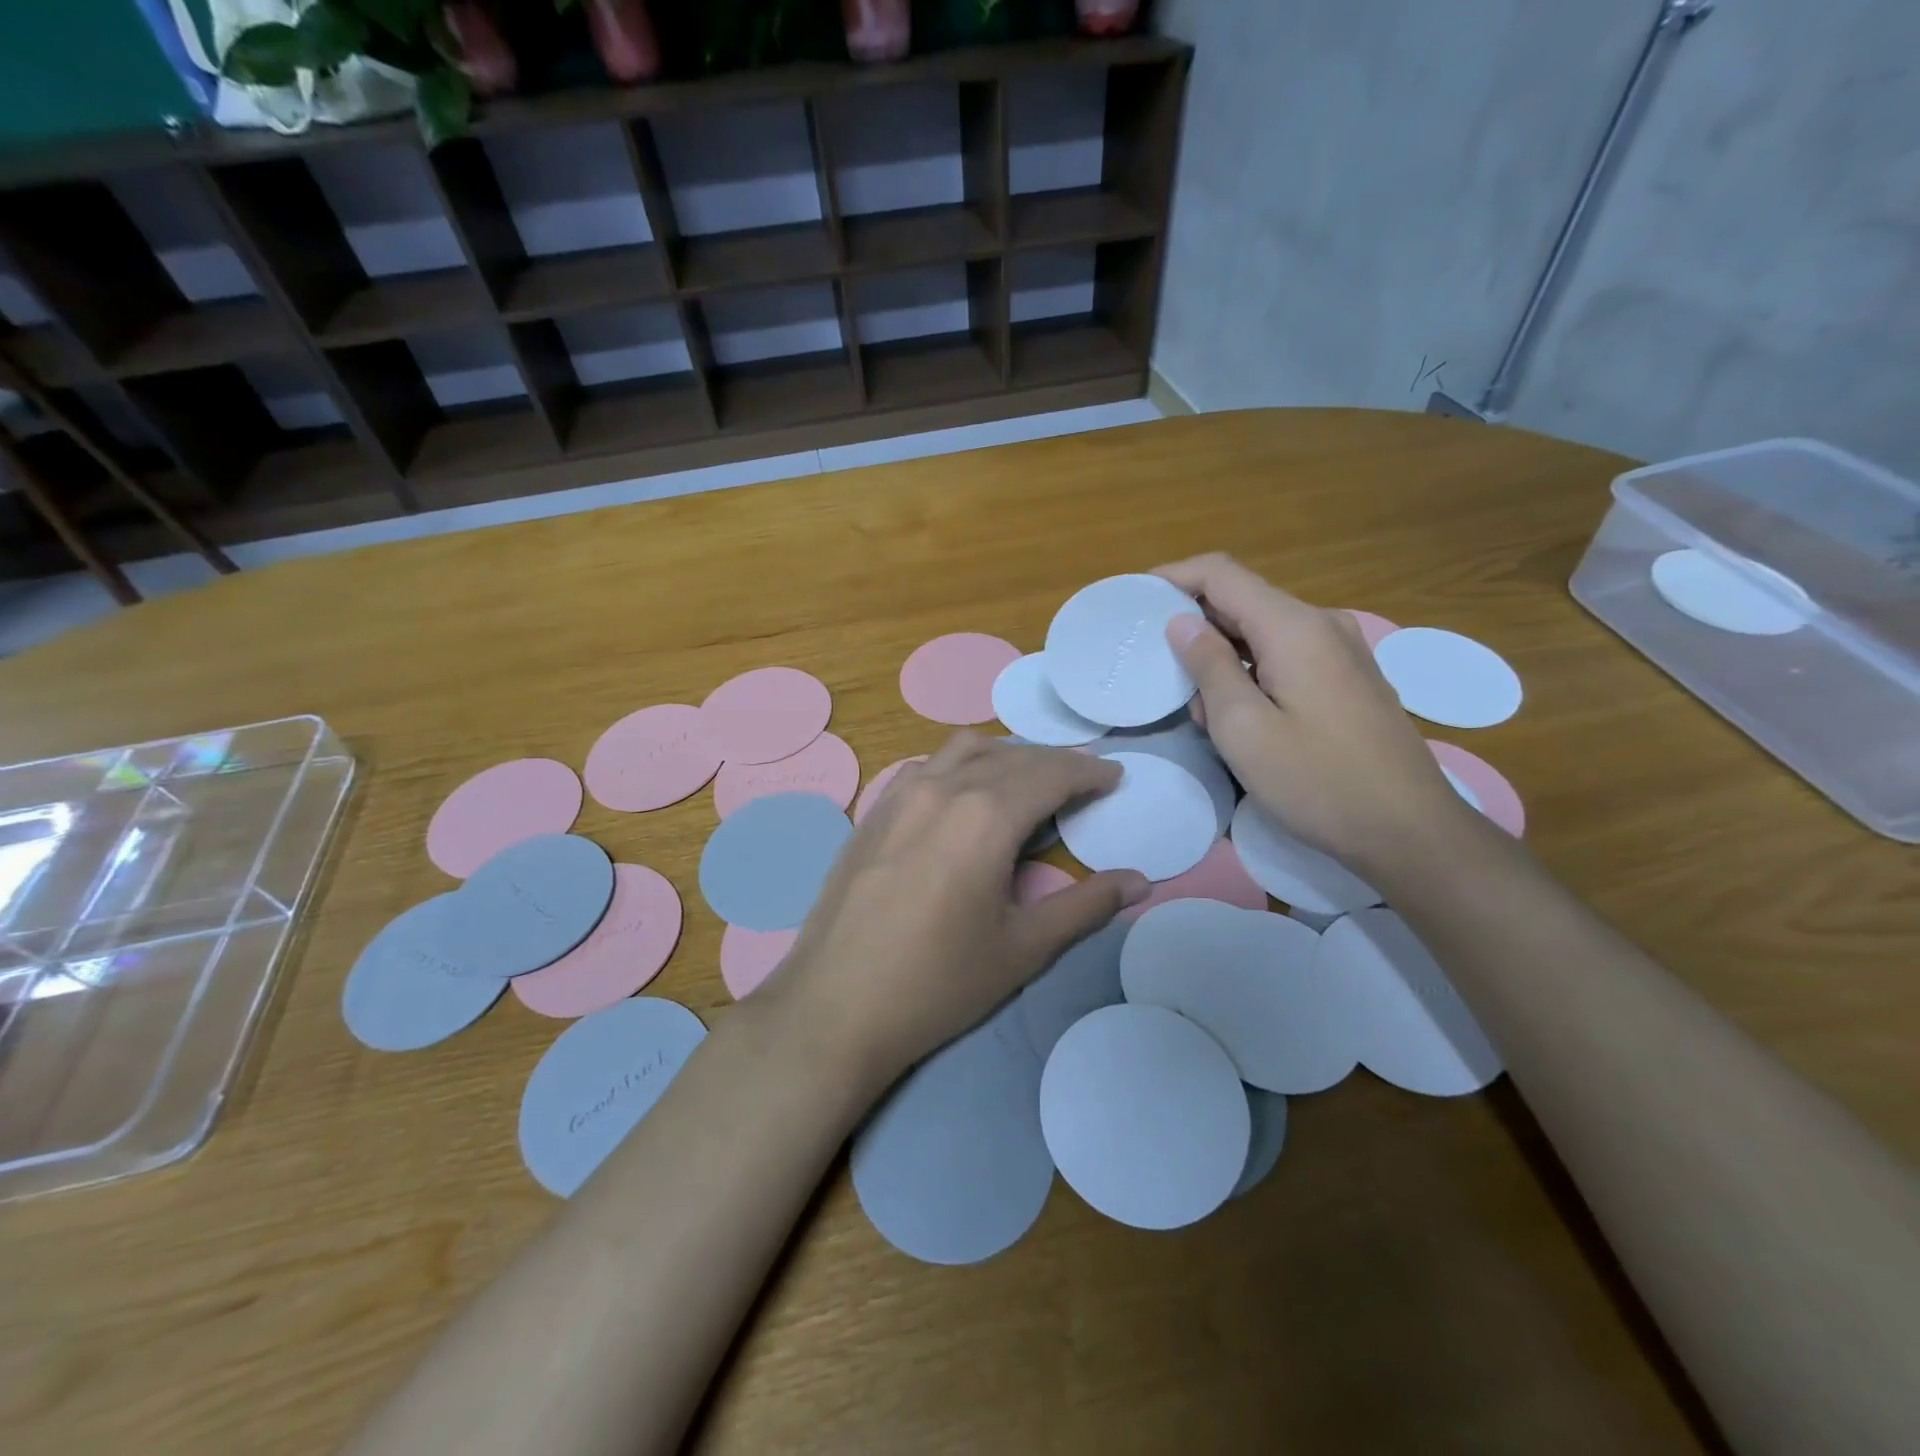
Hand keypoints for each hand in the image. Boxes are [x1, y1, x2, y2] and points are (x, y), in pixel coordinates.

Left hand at [757, 733, 1149, 1088]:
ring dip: (1006, 756)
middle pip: (1012, 757)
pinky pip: (926, 767)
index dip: (1089, 772)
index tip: (1114, 777)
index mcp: (985, 816)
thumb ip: (1085, 907)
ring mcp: (900, 795)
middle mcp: (942, 788)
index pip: (1051, 774)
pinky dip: (960, 766)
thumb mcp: (1022, 949)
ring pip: (964, 750)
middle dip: (1055, 763)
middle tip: (1084, 782)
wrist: (834, 1007)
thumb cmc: (937, 984)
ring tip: (1028, 783)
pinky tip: (963, 796)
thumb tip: (1139, 881)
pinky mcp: (873, 812)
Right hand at [1154, 552, 1479, 876]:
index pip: (1221, 574)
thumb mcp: (1244, 729)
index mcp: (1294, 627)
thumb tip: (1182, 622)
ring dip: (1221, 657)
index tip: (1133, 598)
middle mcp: (1321, 624)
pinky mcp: (1348, 678)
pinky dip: (1250, 672)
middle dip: (1194, 626)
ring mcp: (1341, 650)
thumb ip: (1209, 667)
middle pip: (1242, 600)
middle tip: (1157, 667)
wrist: (1409, 830)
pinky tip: (1238, 717)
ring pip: (1262, 633)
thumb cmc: (1317, 781)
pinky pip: (1285, 656)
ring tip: (1198, 709)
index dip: (1173, 577)